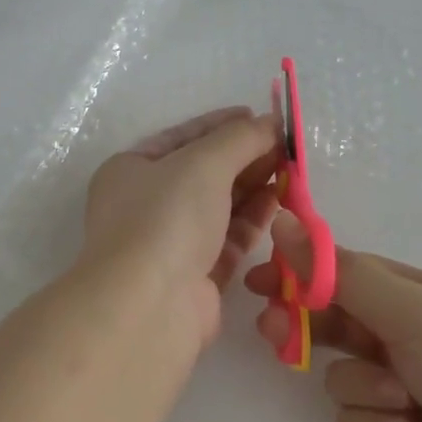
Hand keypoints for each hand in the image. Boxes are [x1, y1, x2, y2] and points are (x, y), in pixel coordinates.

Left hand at [81, 107, 282, 348]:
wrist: (149, 306)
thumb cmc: (165, 218)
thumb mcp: (202, 163)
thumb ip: (239, 138)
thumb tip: (270, 122)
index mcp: (129, 170)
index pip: (180, 137)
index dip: (219, 124)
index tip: (258, 116)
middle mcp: (145, 204)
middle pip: (202, 172)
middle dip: (243, 156)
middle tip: (285, 145)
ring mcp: (169, 242)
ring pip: (218, 206)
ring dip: (253, 186)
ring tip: (291, 170)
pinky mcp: (195, 276)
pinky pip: (228, 238)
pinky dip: (253, 219)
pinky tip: (280, 201)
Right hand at [245, 217, 421, 421]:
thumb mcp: (413, 312)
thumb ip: (341, 274)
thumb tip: (282, 221)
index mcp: (410, 298)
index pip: (340, 273)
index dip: (298, 273)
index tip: (260, 280)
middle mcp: (400, 339)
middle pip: (328, 322)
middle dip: (302, 327)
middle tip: (275, 332)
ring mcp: (395, 392)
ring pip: (337, 377)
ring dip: (362, 386)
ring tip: (401, 400)